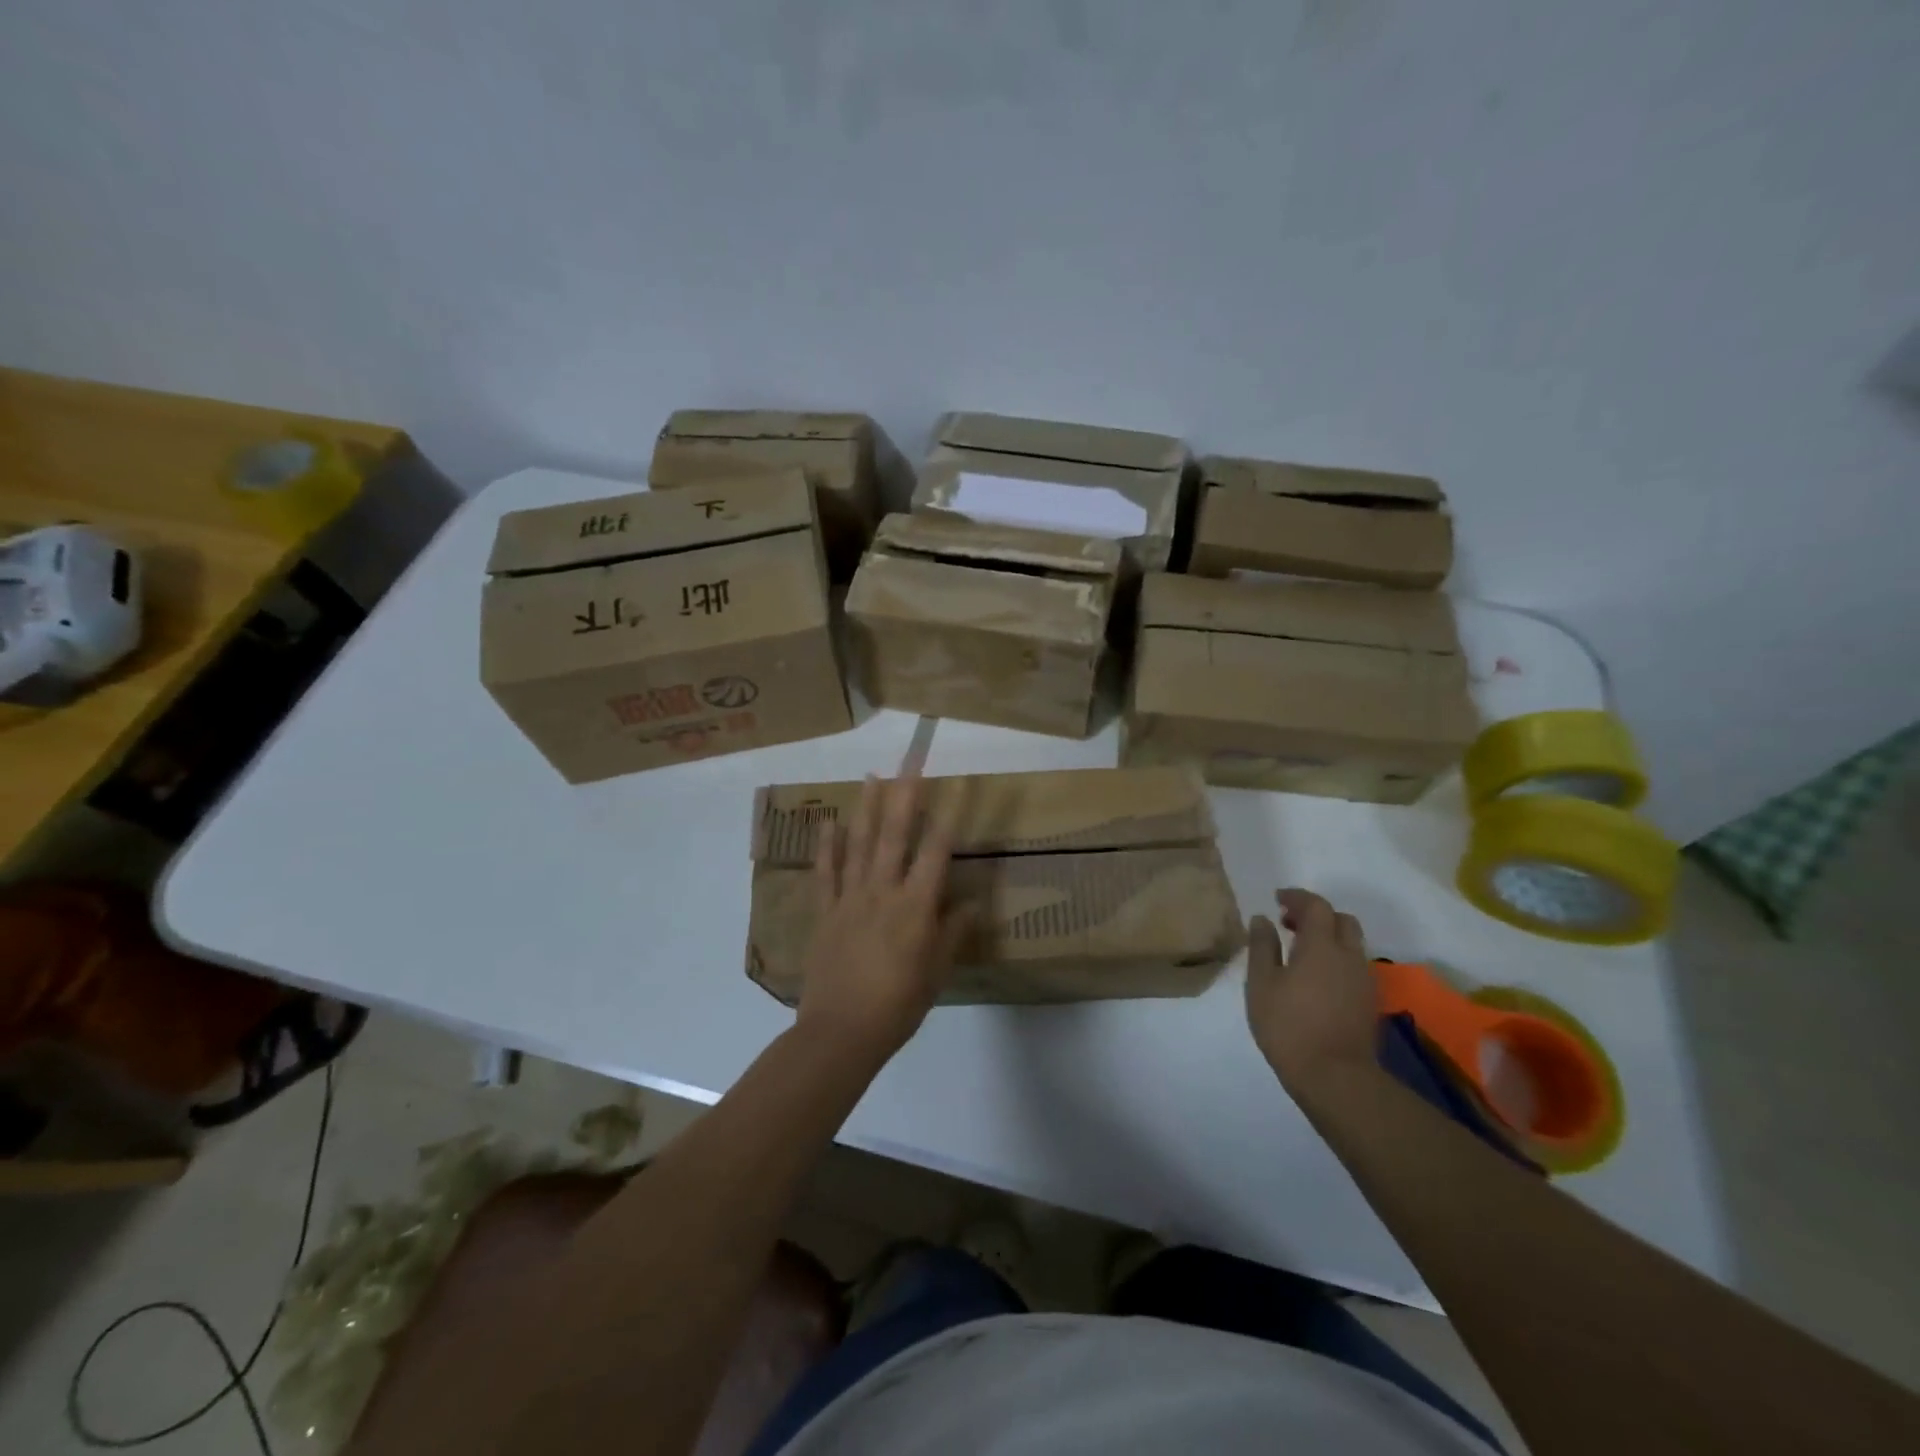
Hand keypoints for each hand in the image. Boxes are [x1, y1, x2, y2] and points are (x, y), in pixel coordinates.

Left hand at [795, 775, 970, 1061]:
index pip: (936, 852)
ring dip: (866, 807)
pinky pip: (826, 872)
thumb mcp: (938, 972)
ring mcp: (850, 898)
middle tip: (909, 761)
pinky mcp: (825, 912)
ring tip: (873, 776)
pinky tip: (830, 823)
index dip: (947, 817)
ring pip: (859, 844)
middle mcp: (883, 891)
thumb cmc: (898, 1005)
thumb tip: (972, 901)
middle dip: (904, 795)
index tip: (954, 787)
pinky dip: (827, 846)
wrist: (841, 1032)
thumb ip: (953, 932)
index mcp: (915, 906)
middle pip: (894, 835)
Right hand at [1246, 889, 1380, 1094]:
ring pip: (1351, 944)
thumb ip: (1262, 946)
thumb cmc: (1289, 1025)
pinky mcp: (1369, 1002)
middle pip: (1341, 920)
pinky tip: (1316, 979)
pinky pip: (1354, 966)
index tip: (1277, 900)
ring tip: (1300, 953)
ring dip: (1328, 938)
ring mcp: (1364, 980)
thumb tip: (1263, 919)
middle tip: (1289, 925)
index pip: (1316, 906)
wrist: (1336, 1077)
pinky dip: (1336, 959)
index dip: (1297, 897)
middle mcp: (1349, 956)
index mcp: (1321, 945)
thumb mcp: (1262, 983)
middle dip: (1316, 915)